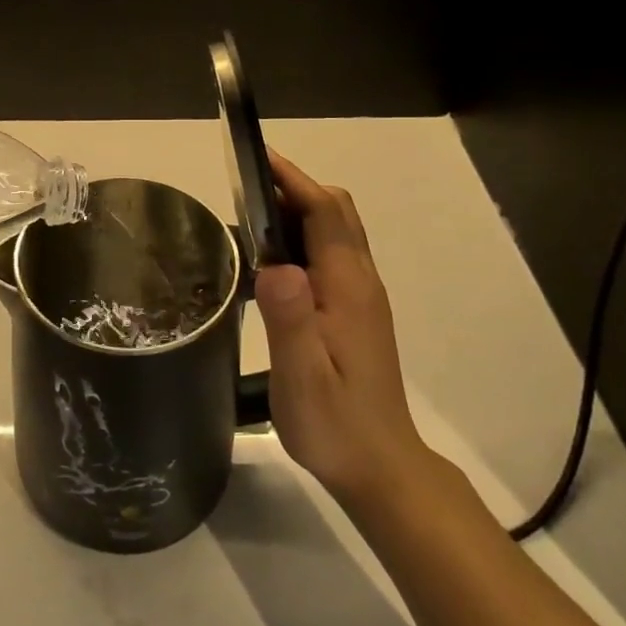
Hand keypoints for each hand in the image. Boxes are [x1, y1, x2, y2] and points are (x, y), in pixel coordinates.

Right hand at [254, 152, 424, 504]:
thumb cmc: (336, 424)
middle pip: (335, 211)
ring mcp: (361, 295)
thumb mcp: (302, 376)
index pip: (325, 212)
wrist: (381, 467)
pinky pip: (331, 252)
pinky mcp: (355, 310)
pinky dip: (303, 235)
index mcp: (348, 287)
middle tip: (244, 185)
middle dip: (294, 186)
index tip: (255, 157)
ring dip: (299, 208)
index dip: (293, 179)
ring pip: (335, 230)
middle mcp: (360, 281)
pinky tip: (271, 259)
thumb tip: (276, 264)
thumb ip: (290, 319)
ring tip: (248, 214)